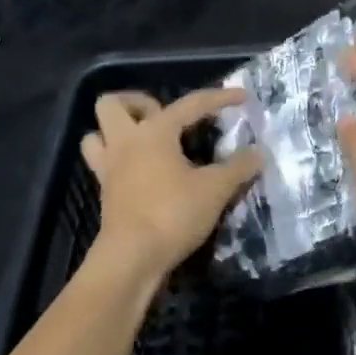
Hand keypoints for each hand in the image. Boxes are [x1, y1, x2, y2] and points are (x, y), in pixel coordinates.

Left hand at [82, 88, 262, 279]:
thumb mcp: (215, 190)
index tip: (242, 97)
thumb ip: (238, 168)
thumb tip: (258, 154)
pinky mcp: (105, 192)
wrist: (132, 258)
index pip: (190, 104)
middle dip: (137, 103)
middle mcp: (125, 142)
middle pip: (112, 104)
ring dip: (116, 131)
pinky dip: (119, 160)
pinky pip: (102, 163)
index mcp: (153, 132)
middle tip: (167, 120)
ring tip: (146, 142)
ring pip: (97, 134)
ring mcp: (109, 167)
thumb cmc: (172, 214)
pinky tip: (143, 172)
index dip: (219, 98)